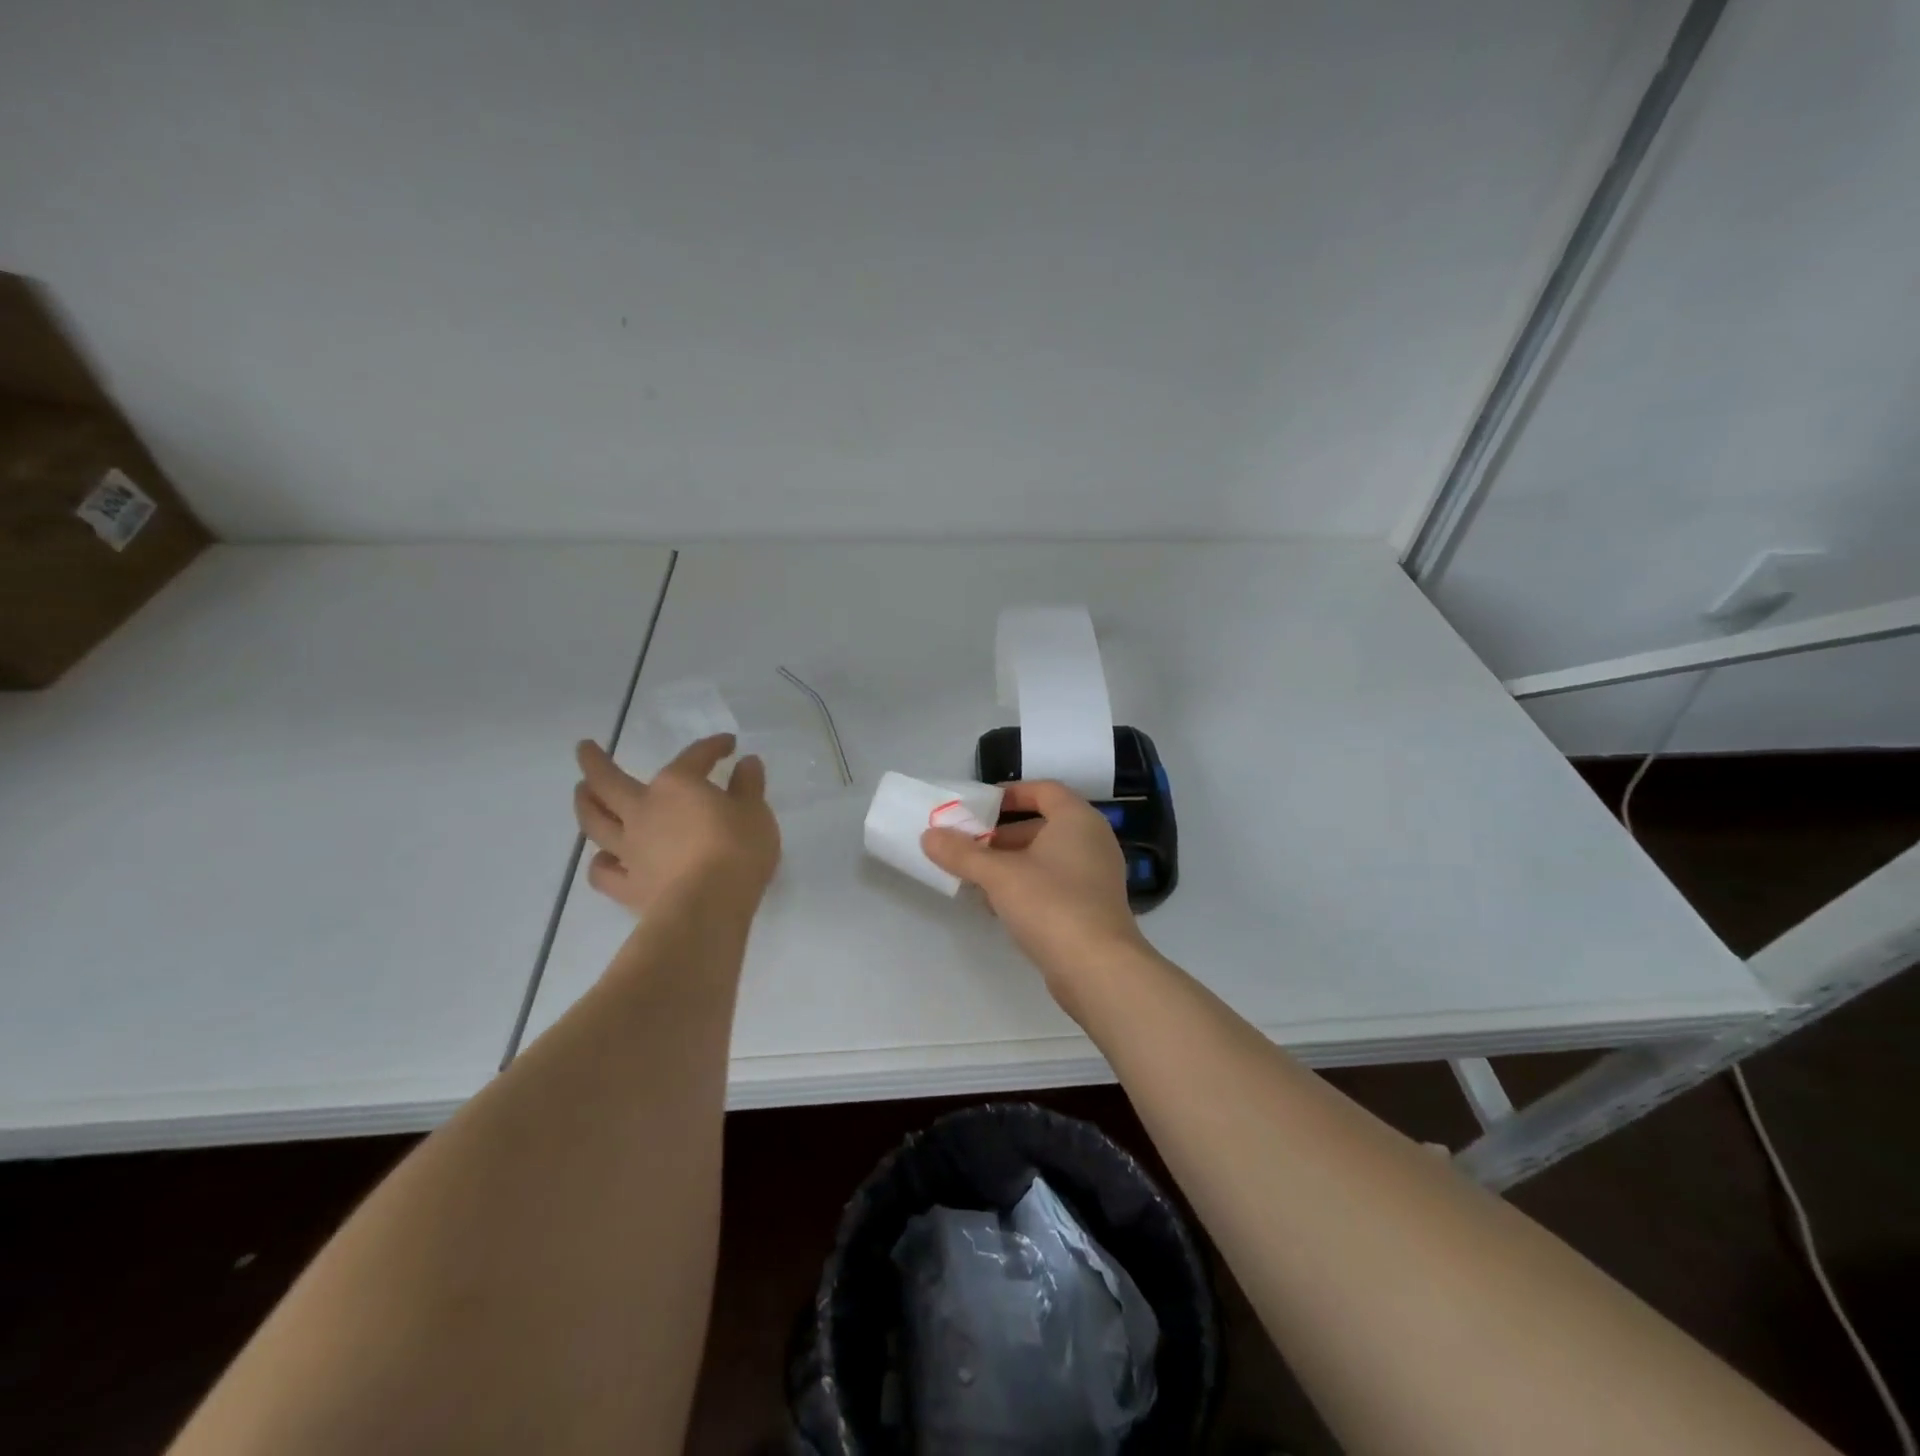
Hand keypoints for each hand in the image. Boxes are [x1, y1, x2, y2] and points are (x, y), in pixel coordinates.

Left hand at [573, 734, 780, 916]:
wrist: (708, 906)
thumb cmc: (737, 851)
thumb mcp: (756, 812)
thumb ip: (749, 786)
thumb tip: (747, 762)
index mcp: (678, 785)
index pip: (695, 756)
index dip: (713, 747)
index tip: (728, 745)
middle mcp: (644, 810)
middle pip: (609, 781)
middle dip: (595, 761)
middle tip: (585, 749)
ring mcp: (630, 849)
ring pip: (595, 821)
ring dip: (585, 803)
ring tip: (581, 792)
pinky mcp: (627, 886)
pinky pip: (603, 872)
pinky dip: (601, 862)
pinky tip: (605, 859)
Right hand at [922, 780, 1150, 1010]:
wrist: (1098, 969)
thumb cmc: (1051, 904)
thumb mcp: (998, 875)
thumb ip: (962, 853)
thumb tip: (928, 836)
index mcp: (1077, 819)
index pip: (1044, 790)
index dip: (1010, 793)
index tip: (978, 806)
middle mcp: (1092, 841)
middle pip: (1042, 824)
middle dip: (1002, 834)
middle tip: (968, 845)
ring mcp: (1095, 876)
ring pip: (1046, 858)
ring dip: (1010, 863)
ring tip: (974, 877)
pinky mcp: (1091, 908)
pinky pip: (1054, 884)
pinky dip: (1026, 886)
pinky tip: (997, 906)